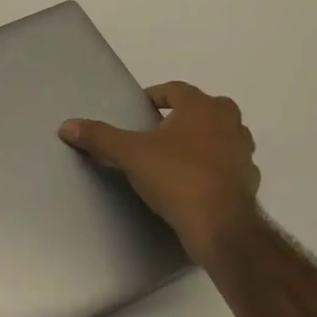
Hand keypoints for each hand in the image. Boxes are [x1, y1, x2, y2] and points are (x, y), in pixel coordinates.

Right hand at [60, 82, 261, 266]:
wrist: (220, 226)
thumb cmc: (176, 177)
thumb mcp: (129, 154)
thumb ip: (99, 137)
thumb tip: (66, 125)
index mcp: (202, 108)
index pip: (177, 90)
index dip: (157, 95)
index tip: (141, 108)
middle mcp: (229, 123)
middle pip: (206, 108)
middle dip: (185, 114)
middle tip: (160, 128)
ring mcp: (244, 152)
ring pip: (222, 135)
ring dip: (203, 139)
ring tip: (176, 154)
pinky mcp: (249, 180)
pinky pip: (228, 164)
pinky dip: (214, 166)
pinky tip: (194, 181)